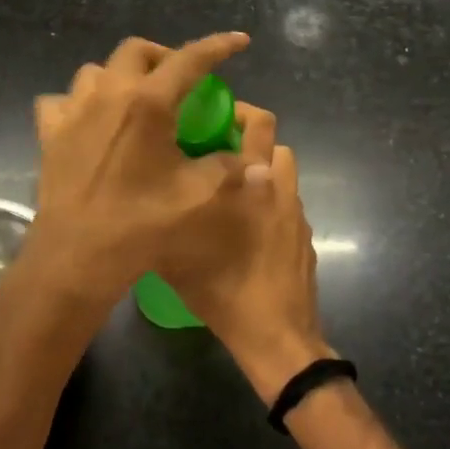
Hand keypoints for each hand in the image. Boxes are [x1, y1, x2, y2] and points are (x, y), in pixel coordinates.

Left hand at [15, 32, 253, 343]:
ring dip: (120, 75)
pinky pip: (61, 101)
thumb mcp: (197, 198)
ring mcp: (73, 111)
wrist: (76, 256)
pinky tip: (90, 121)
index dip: (218, 46)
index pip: (189, 59)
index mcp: (148, 103)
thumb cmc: (139, 225)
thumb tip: (261, 163)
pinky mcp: (49, 134)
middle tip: (181, 79)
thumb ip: (231, 171)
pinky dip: (79, 103)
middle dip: (164, 55)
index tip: (239, 41)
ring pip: (96, 71)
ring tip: (136, 98)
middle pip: (136, 51)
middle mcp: (108, 94)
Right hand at [167, 143, 334, 404]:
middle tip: (217, 154)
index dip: (239, 111)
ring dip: (262, 172)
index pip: (260, 124)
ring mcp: (296, 215)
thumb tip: (145, 202)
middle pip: (276, 143)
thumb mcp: (176, 258)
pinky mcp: (305, 238)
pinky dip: (269, 203)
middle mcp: (279, 189)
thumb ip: (166, 220)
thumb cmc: (225, 291)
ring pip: (283, 175)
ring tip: (231, 192)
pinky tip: (246, 230)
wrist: (277, 336)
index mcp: (253, 183)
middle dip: (251, 140)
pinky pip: (286, 204)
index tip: (211, 118)